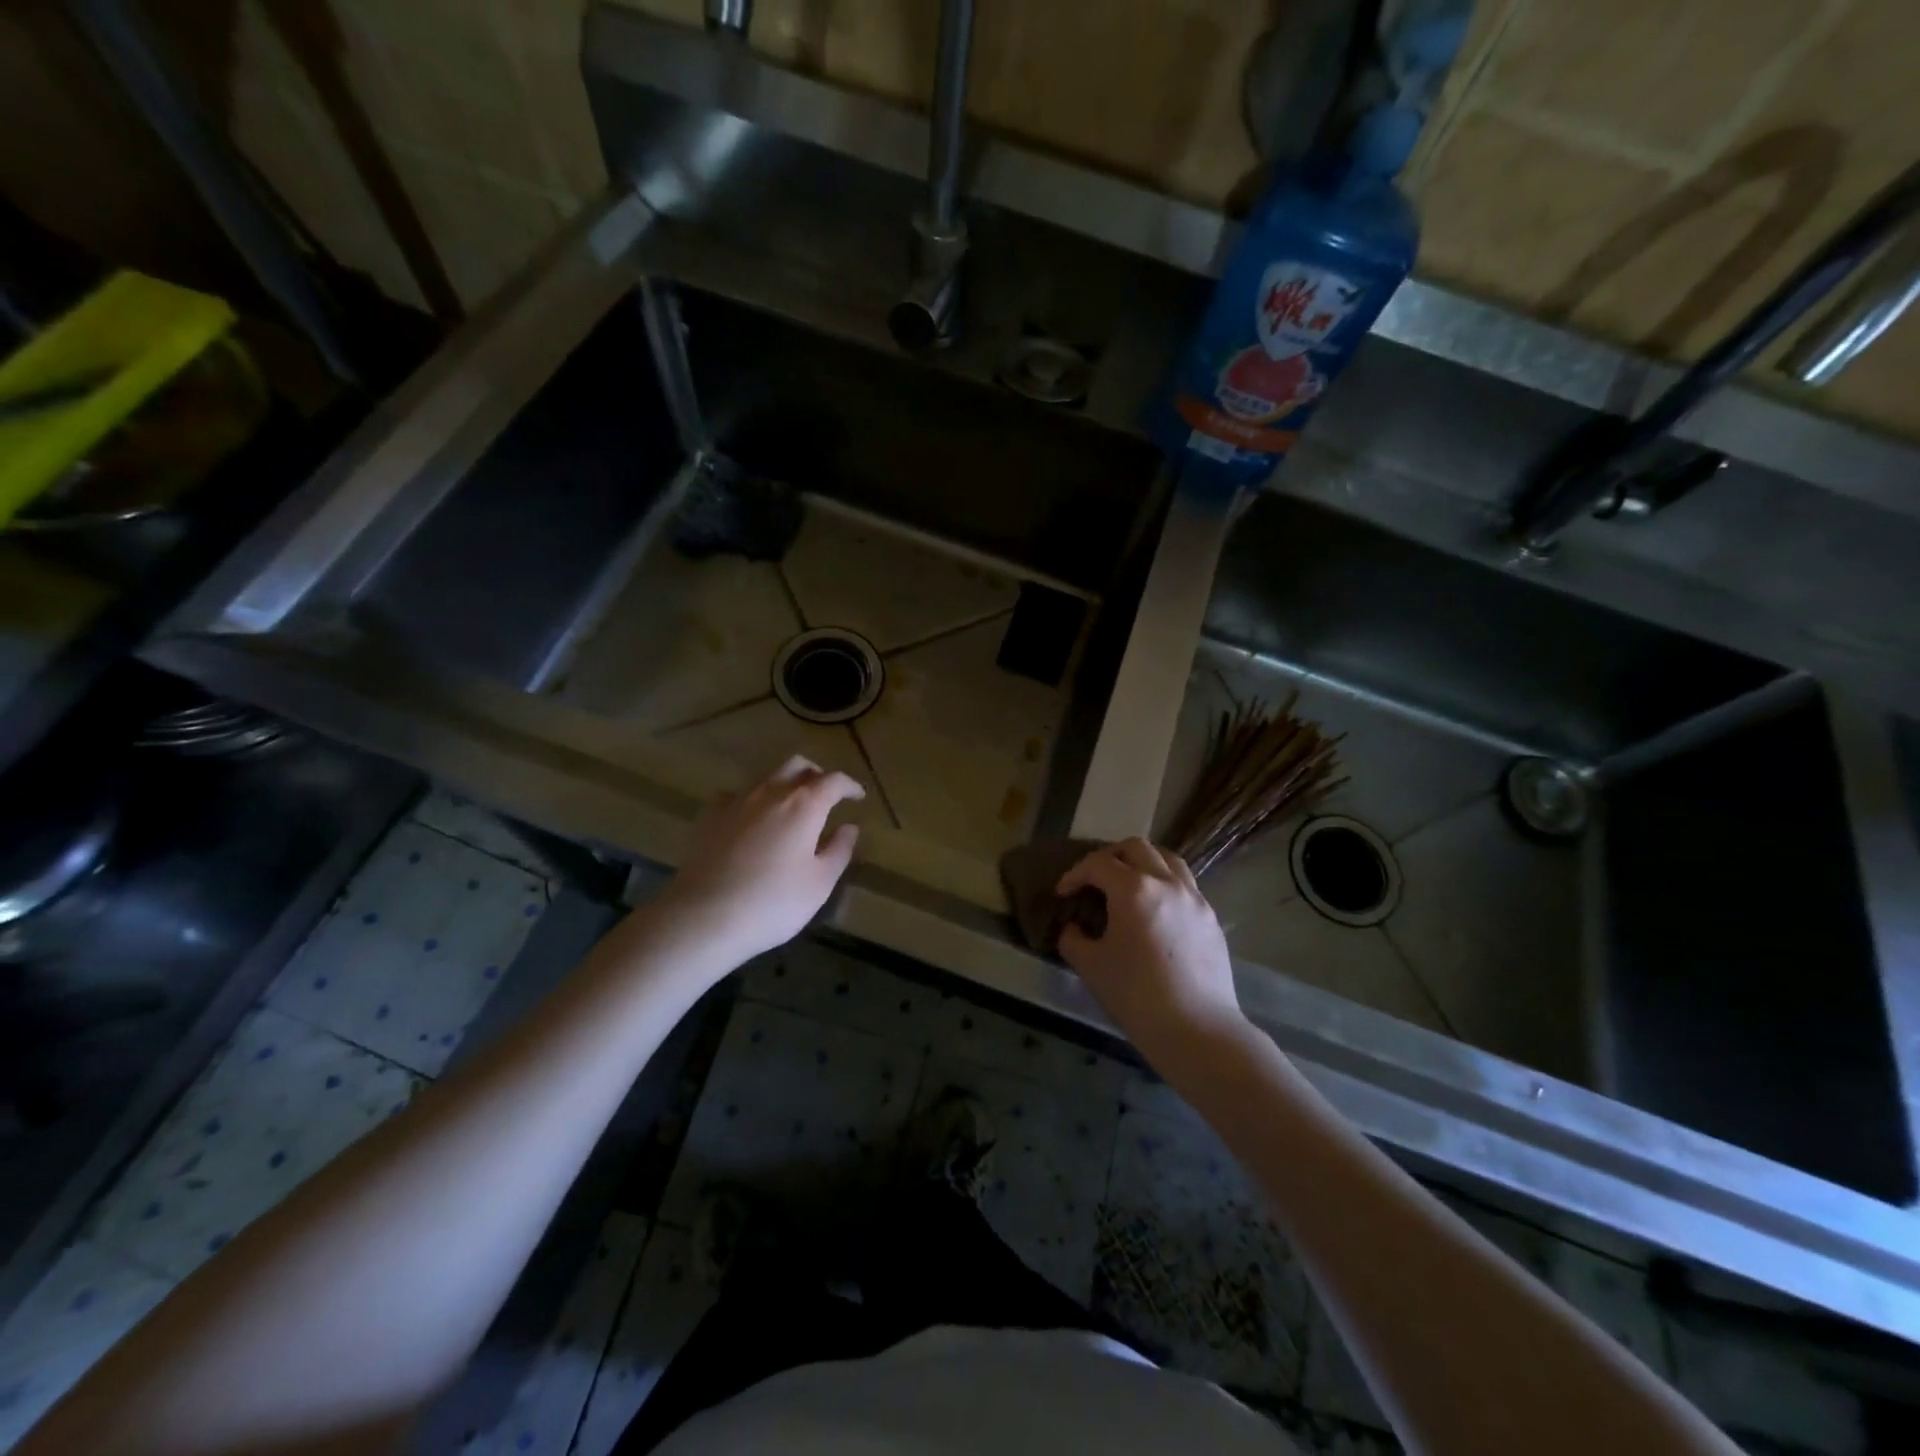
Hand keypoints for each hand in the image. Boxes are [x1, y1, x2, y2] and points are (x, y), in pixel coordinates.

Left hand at [660, 756, 864, 967]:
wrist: (704, 916)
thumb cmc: (773, 902)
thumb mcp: (820, 883)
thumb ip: (839, 850)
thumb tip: (849, 827)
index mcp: (804, 804)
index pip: (834, 781)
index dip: (849, 785)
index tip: (858, 796)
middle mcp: (771, 792)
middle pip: (798, 765)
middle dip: (816, 775)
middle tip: (826, 794)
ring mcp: (736, 801)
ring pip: (766, 776)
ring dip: (784, 782)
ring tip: (791, 805)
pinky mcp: (709, 816)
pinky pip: (735, 795)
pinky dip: (751, 799)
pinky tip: (750, 817)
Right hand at [1056, 839, 1246, 1068]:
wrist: (1197, 1030)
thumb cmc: (1136, 996)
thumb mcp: (1091, 967)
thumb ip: (1073, 939)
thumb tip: (1074, 928)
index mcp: (1134, 890)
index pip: (1098, 864)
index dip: (1074, 874)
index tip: (1062, 893)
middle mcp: (1167, 883)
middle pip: (1136, 848)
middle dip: (1109, 857)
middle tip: (1093, 879)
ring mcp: (1195, 899)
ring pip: (1167, 859)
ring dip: (1142, 862)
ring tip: (1128, 883)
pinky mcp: (1211, 918)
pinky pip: (1185, 885)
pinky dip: (1164, 884)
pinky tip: (1155, 910)